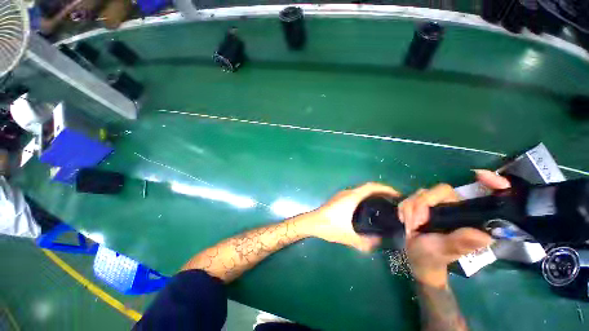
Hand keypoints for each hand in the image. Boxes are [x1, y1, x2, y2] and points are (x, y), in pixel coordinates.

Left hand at [311, 182, 400, 252]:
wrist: (312, 222)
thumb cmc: (329, 226)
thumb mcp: (348, 236)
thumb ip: (365, 242)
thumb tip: (380, 243)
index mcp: (352, 197)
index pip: (371, 187)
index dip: (386, 188)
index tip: (397, 194)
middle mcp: (348, 192)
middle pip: (368, 187)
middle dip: (382, 191)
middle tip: (394, 201)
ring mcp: (343, 194)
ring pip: (361, 190)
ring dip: (373, 193)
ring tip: (384, 203)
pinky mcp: (339, 198)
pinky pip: (356, 193)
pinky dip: (366, 196)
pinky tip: (368, 207)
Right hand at [399, 170, 510, 286]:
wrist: (415, 258)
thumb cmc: (433, 257)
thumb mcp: (444, 251)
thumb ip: (460, 242)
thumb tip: (485, 236)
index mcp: (468, 217)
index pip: (484, 195)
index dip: (489, 182)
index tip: (481, 175)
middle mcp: (455, 207)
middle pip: (439, 190)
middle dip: (422, 204)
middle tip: (416, 223)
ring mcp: (437, 205)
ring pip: (421, 193)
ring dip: (410, 209)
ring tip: (410, 226)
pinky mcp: (422, 205)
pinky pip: (409, 197)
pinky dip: (404, 208)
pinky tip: (405, 220)